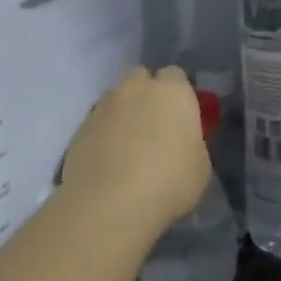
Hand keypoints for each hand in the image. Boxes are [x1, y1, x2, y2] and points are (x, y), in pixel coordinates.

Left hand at [59, 67, 211, 241]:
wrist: (110, 204)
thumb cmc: (169, 182)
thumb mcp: (200, 165)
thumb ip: (191, 142)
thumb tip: (180, 141)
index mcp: (173, 92)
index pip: (176, 76)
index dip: (178, 94)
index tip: (181, 116)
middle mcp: (136, 89)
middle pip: (141, 78)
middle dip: (147, 94)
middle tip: (154, 125)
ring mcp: (104, 107)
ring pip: (116, 99)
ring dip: (123, 114)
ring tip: (127, 147)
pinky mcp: (79, 129)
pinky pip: (96, 123)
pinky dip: (102, 135)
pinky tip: (107, 162)